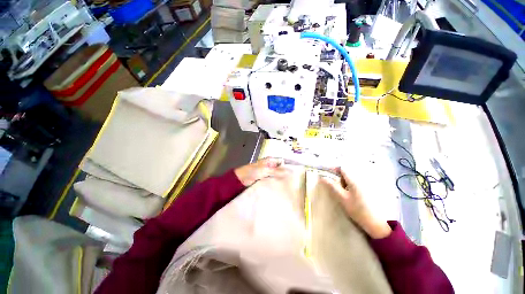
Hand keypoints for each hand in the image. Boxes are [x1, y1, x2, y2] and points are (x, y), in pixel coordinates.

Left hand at [234, 158, 288, 186]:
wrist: (241, 179)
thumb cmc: (252, 171)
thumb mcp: (265, 170)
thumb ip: (277, 171)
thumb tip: (289, 171)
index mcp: (270, 160)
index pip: (281, 161)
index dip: (287, 165)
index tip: (293, 172)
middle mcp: (270, 165)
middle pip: (280, 168)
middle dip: (285, 173)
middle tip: (292, 181)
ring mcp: (267, 173)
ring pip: (276, 175)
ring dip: (280, 179)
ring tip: (287, 185)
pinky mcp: (265, 179)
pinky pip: (272, 180)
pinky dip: (275, 183)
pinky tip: (280, 187)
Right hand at [321, 167, 391, 238]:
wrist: (376, 222)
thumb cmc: (358, 210)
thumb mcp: (342, 198)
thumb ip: (333, 186)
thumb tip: (323, 177)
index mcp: (354, 180)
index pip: (342, 168)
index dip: (333, 169)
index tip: (327, 174)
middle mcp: (361, 178)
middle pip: (347, 172)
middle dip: (338, 176)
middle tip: (333, 184)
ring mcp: (366, 183)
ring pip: (351, 177)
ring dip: (344, 180)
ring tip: (342, 190)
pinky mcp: (369, 188)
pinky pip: (357, 181)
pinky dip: (350, 184)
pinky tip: (350, 193)